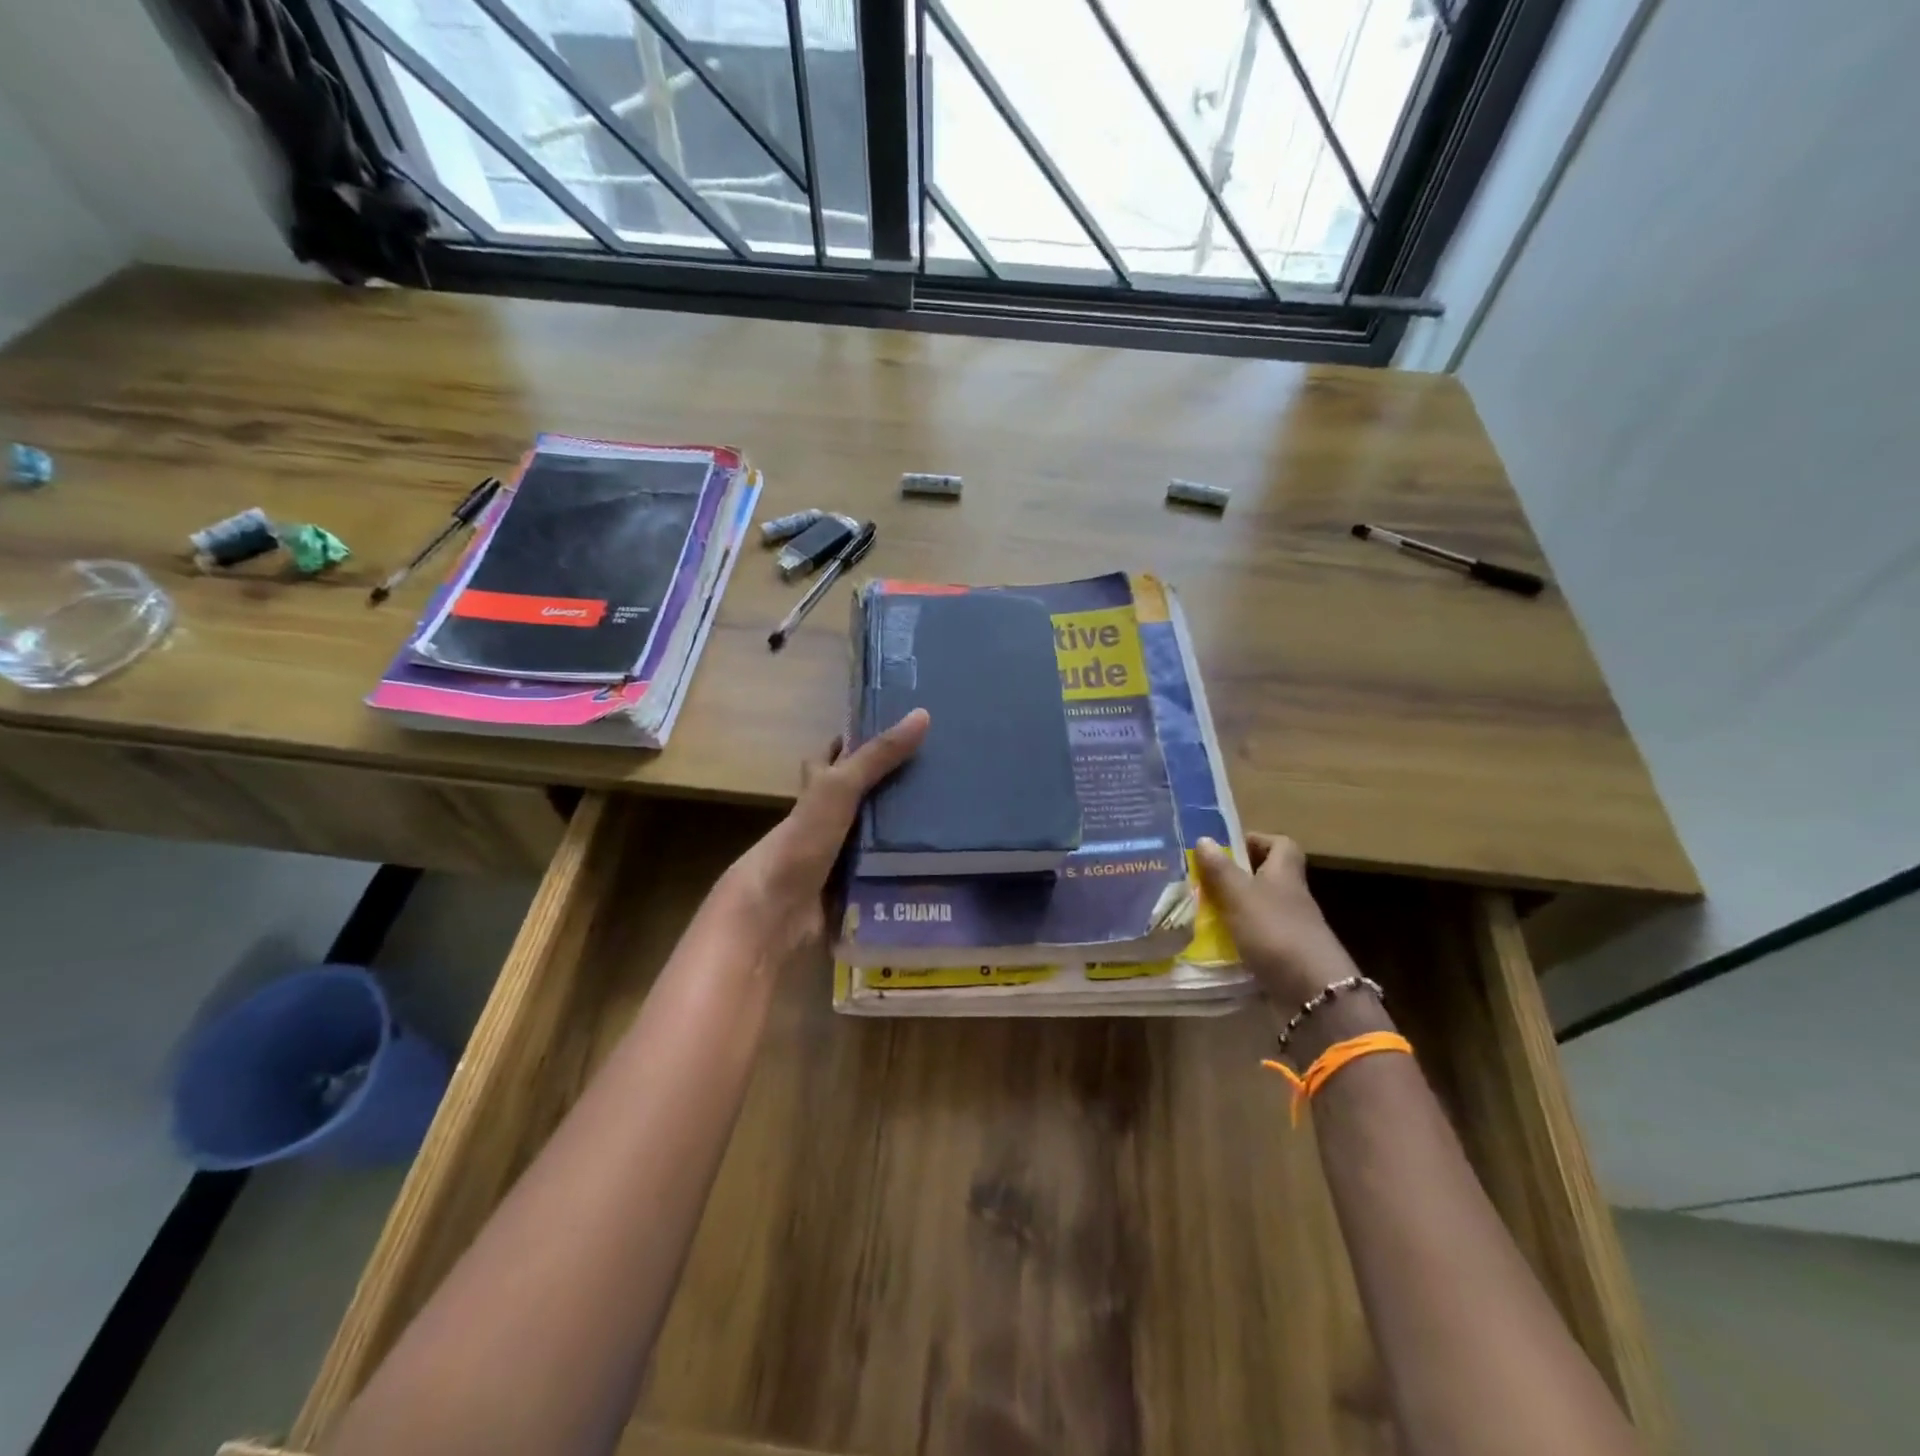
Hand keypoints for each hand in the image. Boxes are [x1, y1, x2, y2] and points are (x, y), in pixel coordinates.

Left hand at [721, 709, 930, 973]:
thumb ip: (878, 756)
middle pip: (866, 798)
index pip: (839, 757)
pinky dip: (910, 871)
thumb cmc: (803, 841)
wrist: (777, 913)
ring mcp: (842, 857)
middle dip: (899, 790)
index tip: (902, 732)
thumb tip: (923, 714)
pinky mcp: (856, 890)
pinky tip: (943, 866)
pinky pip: (889, 875)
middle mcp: (829, 820)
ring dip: (909, 834)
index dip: (862, 743)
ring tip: (956, 820)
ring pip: (881, 838)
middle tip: (946, 779)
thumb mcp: (840, 788)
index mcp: (819, 790)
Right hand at [1194, 832, 1360, 1006]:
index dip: (1256, 840)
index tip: (1227, 847)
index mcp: (1285, 874)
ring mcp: (1291, 928)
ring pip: (1260, 907)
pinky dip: (1239, 937)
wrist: (1313, 992)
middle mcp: (1291, 897)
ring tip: (1200, 910)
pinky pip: (1258, 937)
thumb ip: (1220, 869)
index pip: (1280, 844)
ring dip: (1234, 908)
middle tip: (1204, 879)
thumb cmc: (1275, 932)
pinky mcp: (1285, 956)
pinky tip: (1215, 943)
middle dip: (1236, 876)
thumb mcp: (1240, 895)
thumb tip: (1204, 838)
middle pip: (1268, 876)